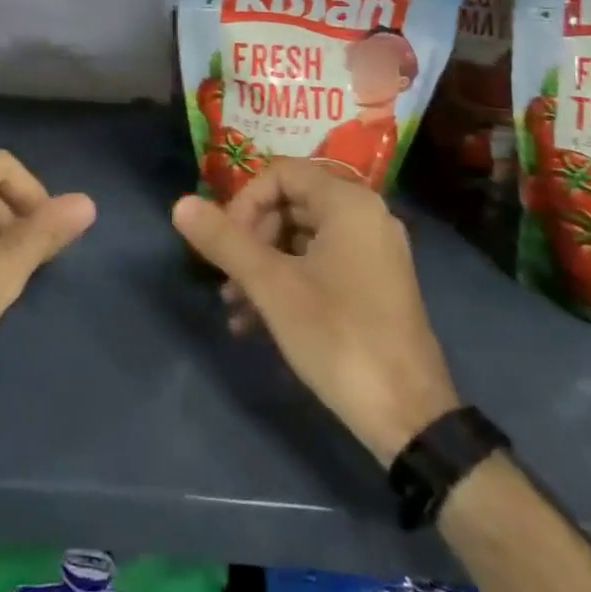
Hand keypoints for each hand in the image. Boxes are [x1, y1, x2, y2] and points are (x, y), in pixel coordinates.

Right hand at [171, 159, 457, 463]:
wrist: (410, 417)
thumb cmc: (338, 336)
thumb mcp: (271, 285)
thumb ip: (224, 240)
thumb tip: (180, 204)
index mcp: (348, 203)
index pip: (281, 174)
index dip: (244, 202)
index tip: (224, 243)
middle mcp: (366, 216)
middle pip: (290, 204)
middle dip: (250, 239)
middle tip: (226, 279)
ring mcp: (374, 252)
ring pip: (301, 239)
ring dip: (262, 266)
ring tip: (234, 308)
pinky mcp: (375, 286)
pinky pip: (320, 265)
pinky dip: (287, 283)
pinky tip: (256, 323)